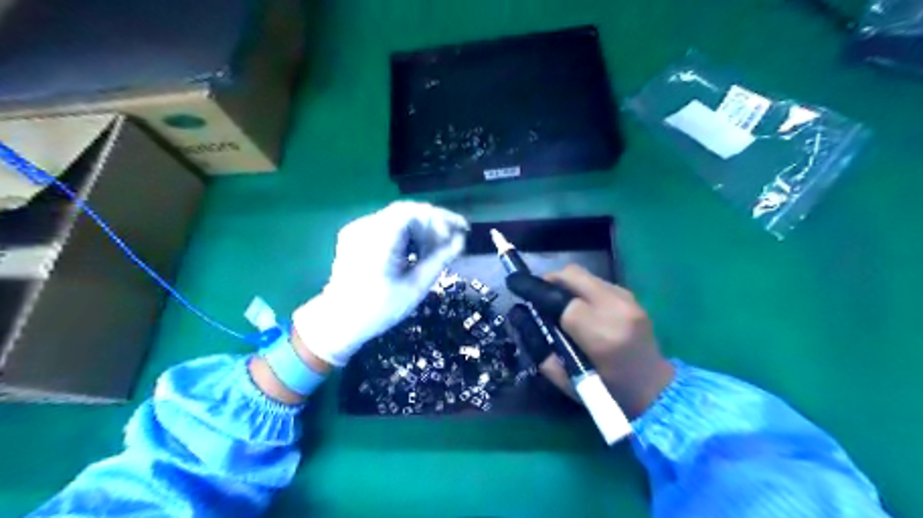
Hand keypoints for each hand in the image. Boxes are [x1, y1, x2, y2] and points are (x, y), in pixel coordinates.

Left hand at [294, 202, 469, 368]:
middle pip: (406, 211)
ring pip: (398, 217)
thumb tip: (461, 240)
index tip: (460, 231)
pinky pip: (387, 225)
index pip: (413, 212)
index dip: (439, 218)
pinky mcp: (356, 235)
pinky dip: (407, 232)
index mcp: (378, 239)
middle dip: (433, 222)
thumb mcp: (415, 287)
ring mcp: (358, 229)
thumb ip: (440, 259)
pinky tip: (417, 248)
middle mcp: (365, 226)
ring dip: (421, 227)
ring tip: (438, 246)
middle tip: (453, 239)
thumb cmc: (379, 310)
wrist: (339, 322)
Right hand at [509, 264, 675, 419]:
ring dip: (566, 285)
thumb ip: (539, 347)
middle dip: (549, 280)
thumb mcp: (566, 380)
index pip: (559, 299)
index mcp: (601, 334)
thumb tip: (519, 316)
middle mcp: (616, 309)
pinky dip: (582, 289)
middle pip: (572, 275)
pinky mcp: (633, 297)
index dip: (534, 289)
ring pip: (584, 275)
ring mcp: (628, 300)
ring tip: (559, 305)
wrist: (656, 390)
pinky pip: (597, 282)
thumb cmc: (609, 393)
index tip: (515, 284)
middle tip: (537, 296)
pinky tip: (581, 309)